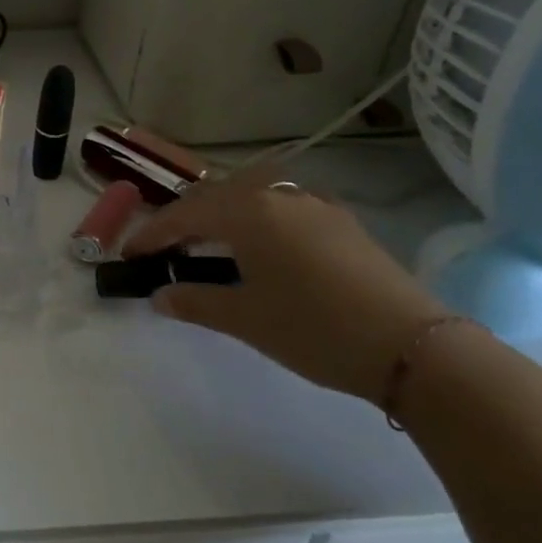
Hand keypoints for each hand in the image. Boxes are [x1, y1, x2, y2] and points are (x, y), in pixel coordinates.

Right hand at [124, 177, 448, 404]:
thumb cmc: (314, 328)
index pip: (183, 216)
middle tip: (163, 249)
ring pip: (251, 195)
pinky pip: (282, 206)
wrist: (413, 347)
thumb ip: (195, 302)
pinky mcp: (341, 222)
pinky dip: (256, 218)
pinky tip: (260, 244)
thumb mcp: (244, 319)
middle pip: (214, 196)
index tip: (128, 256)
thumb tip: (160, 295)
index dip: (151, 235)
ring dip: (220, 214)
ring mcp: (315, 204)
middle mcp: (278, 195)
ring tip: (206, 243)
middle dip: (183, 220)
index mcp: (247, 211)